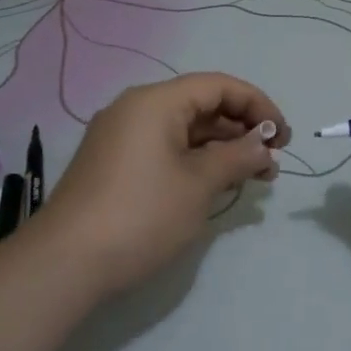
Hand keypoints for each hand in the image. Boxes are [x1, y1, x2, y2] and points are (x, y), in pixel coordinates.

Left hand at [27, 73, 287, 295]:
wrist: (65, 263)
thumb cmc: (141, 215)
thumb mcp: (199, 184)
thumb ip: (238, 157)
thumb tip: (263, 147)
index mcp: (156, 102)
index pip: (219, 86)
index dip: (258, 105)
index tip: (285, 136)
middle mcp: (136, 110)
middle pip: (202, 106)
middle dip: (243, 130)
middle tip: (273, 162)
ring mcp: (122, 138)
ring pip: (185, 131)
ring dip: (222, 149)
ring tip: (255, 177)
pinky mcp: (115, 165)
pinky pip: (166, 149)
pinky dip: (196, 161)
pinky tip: (218, 184)